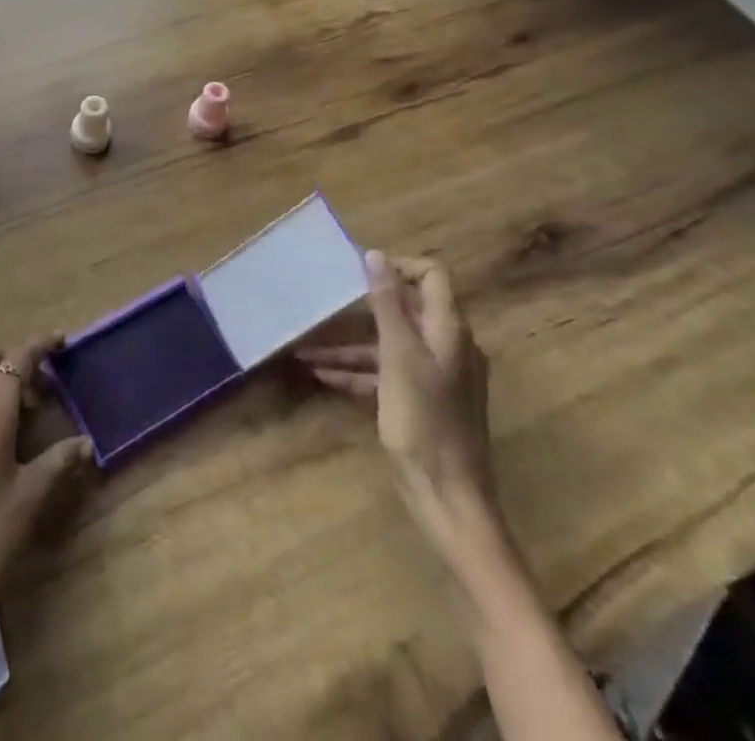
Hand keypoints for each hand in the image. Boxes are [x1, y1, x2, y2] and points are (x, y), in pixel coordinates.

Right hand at [296, 252, 498, 556]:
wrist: (449, 500)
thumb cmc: (424, 423)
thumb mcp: (399, 358)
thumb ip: (387, 305)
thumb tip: (375, 255)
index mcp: (448, 330)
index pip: (431, 276)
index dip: (398, 267)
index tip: (358, 271)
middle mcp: (445, 346)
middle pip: (404, 309)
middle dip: (360, 306)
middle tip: (323, 301)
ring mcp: (433, 376)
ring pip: (387, 345)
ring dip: (348, 345)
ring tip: (304, 348)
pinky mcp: (420, 401)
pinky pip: (385, 374)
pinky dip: (356, 372)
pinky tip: (321, 376)